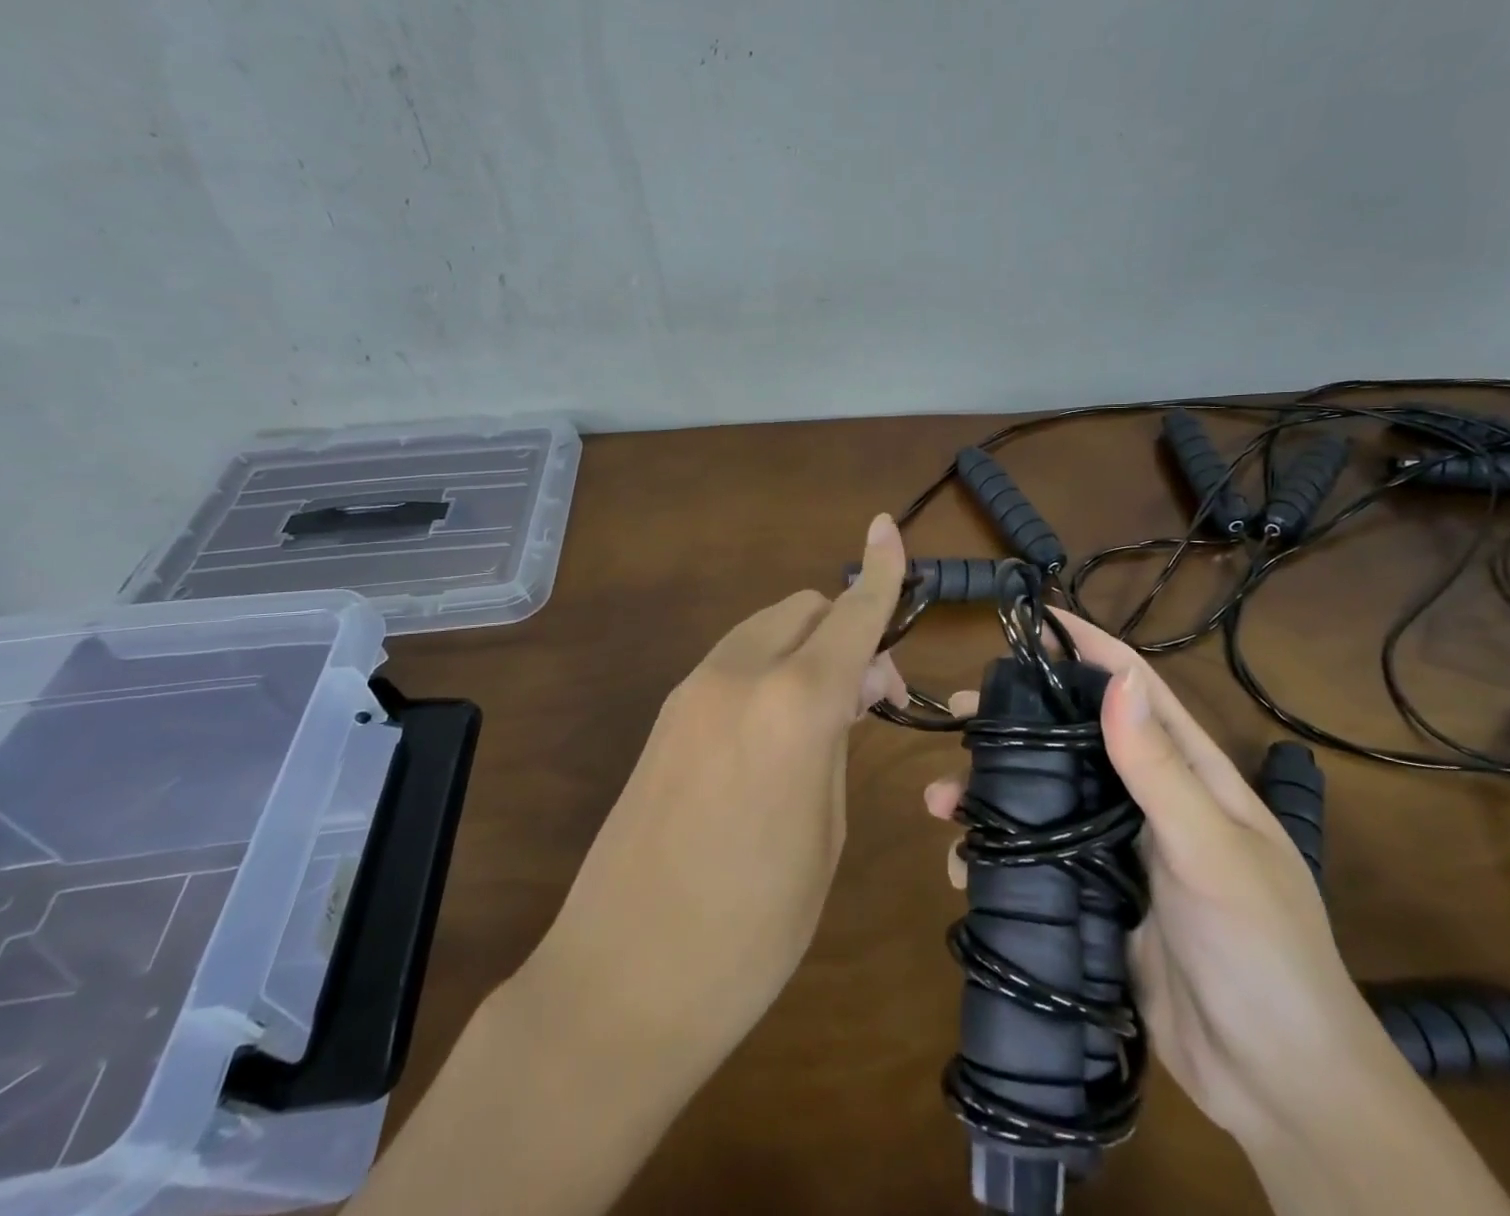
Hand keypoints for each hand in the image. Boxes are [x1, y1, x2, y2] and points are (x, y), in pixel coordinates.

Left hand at [543, 513, 908, 1055]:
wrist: (621, 982)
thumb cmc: (752, 928)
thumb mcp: (824, 833)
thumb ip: (836, 741)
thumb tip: (846, 690)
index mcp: (793, 705)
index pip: (850, 615)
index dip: (879, 571)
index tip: (888, 527)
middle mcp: (738, 675)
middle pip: (804, 609)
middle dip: (846, 628)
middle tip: (869, 695)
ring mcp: (691, 691)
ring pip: (766, 629)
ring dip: (806, 646)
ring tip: (827, 713)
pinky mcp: (664, 715)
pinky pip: (733, 661)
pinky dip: (769, 667)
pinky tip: (777, 726)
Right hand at [925, 611, 1410, 1146]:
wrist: (1277, 1086)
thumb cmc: (1260, 951)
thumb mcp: (1211, 851)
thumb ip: (1160, 768)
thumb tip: (1115, 677)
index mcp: (1191, 774)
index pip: (1137, 689)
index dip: (1090, 648)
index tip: (1035, 619)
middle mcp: (1151, 802)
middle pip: (1074, 742)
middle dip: (1016, 724)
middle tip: (959, 714)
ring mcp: (1120, 853)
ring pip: (1046, 802)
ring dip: (992, 796)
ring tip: (940, 803)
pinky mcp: (1096, 900)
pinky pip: (1038, 862)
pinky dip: (998, 857)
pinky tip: (964, 868)